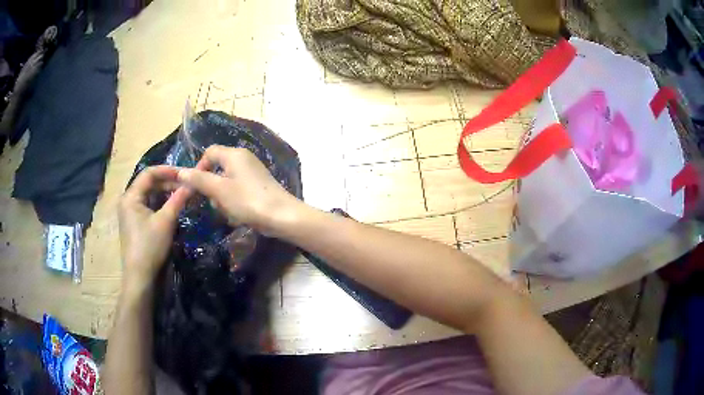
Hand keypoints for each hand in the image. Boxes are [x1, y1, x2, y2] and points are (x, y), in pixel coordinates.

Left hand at [119, 166, 189, 290]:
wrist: (141, 277)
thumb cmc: (150, 246)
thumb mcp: (166, 221)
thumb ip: (178, 199)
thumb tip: (192, 183)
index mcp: (130, 196)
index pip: (149, 173)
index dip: (168, 170)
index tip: (185, 173)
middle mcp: (128, 201)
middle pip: (149, 184)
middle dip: (168, 183)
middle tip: (187, 185)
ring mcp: (130, 213)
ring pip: (150, 195)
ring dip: (166, 194)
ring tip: (183, 195)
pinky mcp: (135, 223)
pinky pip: (149, 206)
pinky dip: (161, 205)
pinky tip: (173, 208)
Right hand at [177, 145, 300, 236]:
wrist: (282, 216)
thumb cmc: (247, 200)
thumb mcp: (218, 190)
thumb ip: (198, 180)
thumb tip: (180, 172)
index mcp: (234, 154)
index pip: (209, 153)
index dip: (198, 168)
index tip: (195, 187)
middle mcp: (244, 159)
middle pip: (217, 169)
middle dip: (212, 188)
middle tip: (215, 203)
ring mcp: (252, 172)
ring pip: (226, 183)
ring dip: (223, 199)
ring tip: (229, 211)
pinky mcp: (258, 186)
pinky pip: (238, 191)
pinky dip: (234, 202)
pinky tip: (239, 215)